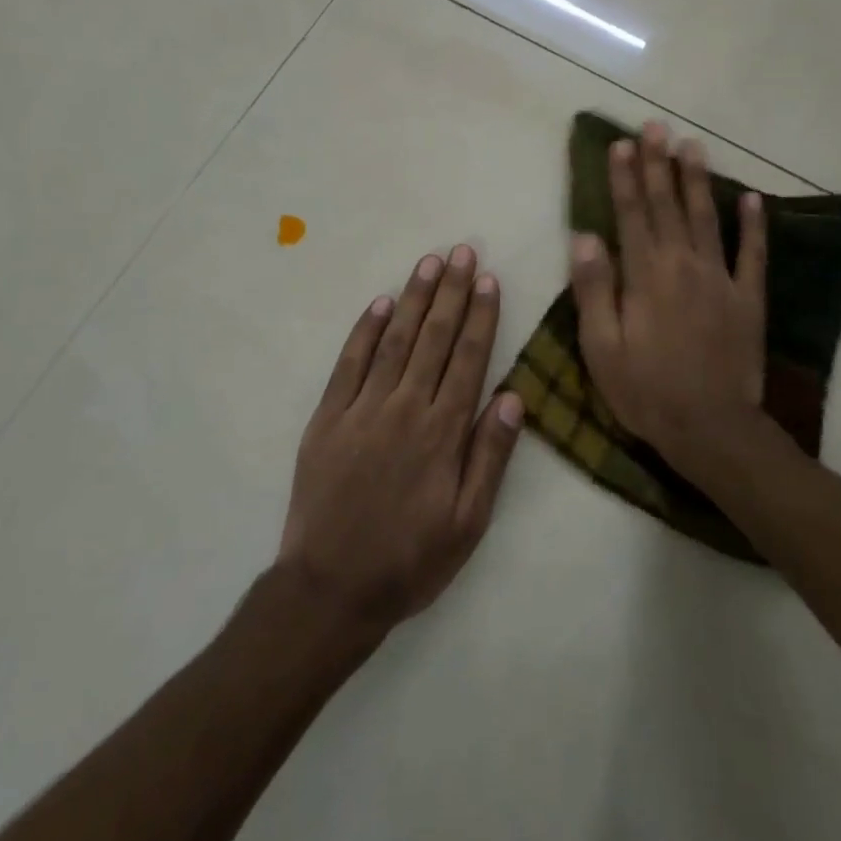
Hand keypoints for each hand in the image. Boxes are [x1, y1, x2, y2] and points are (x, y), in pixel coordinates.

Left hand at [278, 245, 524, 631]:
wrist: (331, 588)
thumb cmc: (410, 560)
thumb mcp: (468, 523)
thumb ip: (490, 457)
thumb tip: (512, 397)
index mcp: (442, 432)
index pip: (467, 359)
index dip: (480, 316)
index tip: (488, 280)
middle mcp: (404, 408)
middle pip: (433, 338)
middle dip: (451, 292)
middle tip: (462, 251)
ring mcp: (362, 409)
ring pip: (394, 340)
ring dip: (413, 299)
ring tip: (429, 263)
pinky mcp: (327, 418)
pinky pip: (349, 364)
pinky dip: (365, 331)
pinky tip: (380, 305)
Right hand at [570, 123, 767, 478]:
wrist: (711, 427)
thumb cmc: (646, 391)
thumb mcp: (602, 348)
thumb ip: (594, 290)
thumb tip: (584, 237)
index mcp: (646, 276)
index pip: (631, 215)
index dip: (625, 178)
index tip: (621, 144)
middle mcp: (684, 265)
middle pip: (668, 206)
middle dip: (659, 164)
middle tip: (656, 126)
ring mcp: (721, 279)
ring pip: (707, 218)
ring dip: (698, 180)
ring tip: (693, 145)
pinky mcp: (749, 299)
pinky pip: (753, 254)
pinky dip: (753, 225)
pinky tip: (751, 198)